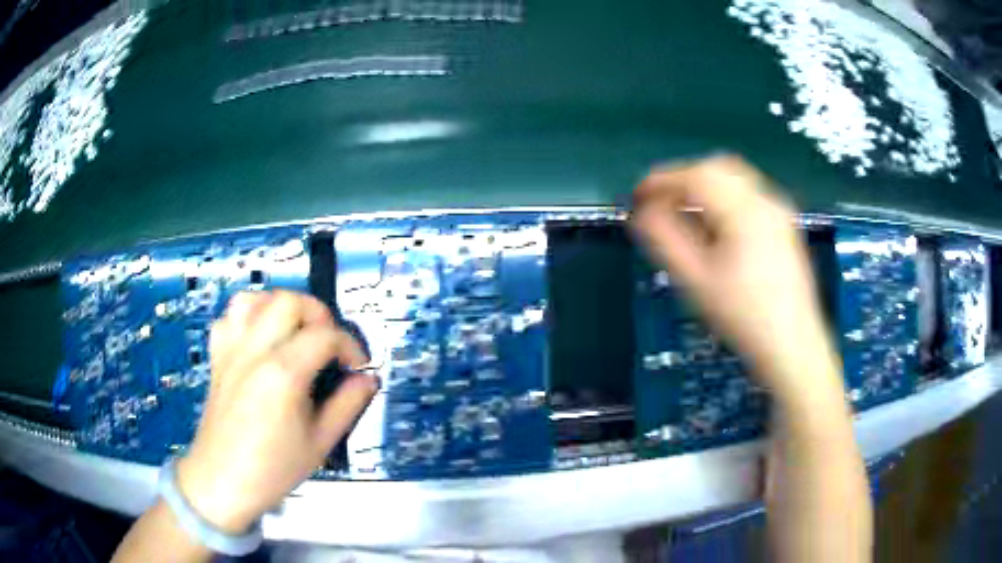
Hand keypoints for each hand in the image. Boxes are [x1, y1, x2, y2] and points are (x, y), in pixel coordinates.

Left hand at [175, 291, 377, 532]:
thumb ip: (348, 405)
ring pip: (255, 299)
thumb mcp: (320, 443)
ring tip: (294, 333)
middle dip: (318, 315)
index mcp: (283, 373)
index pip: (325, 335)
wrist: (223, 481)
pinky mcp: (217, 356)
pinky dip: (249, 317)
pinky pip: (229, 316)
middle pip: (289, 301)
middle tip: (328, 343)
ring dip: (281, 307)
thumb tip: (368, 379)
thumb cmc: (273, 469)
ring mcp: (231, 349)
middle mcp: (254, 351)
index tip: (358, 367)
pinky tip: (260, 339)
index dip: (350, 346)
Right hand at [630, 156, 841, 397]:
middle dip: (683, 179)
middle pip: (716, 168)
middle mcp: (765, 201)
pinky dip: (723, 197)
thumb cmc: (744, 318)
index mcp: (744, 211)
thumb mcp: (696, 281)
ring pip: (734, 178)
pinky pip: (748, 194)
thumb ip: (665, 239)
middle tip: (659, 203)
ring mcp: (779, 212)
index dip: (661, 180)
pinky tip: (714, 225)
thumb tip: (642, 212)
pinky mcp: (784, 226)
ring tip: (683, 213)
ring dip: (703, 186)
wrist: (793, 347)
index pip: (695, 175)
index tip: (638, 195)